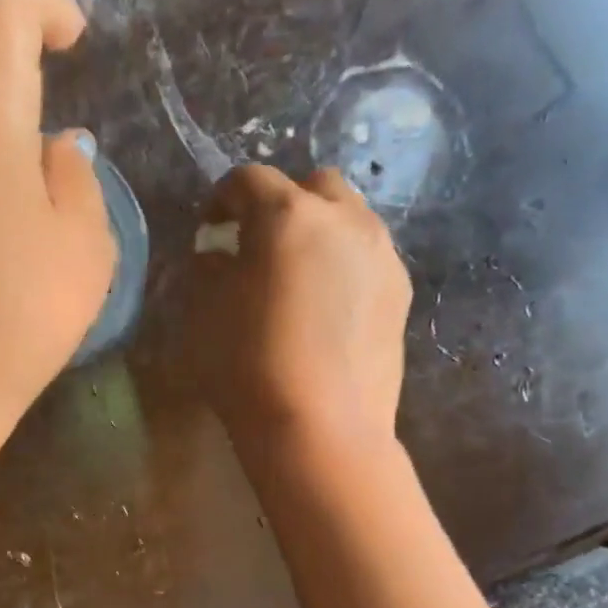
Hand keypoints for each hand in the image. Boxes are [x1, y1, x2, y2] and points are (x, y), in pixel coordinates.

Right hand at [189, 165, 411, 463]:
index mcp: (287, 215)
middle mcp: (343, 219)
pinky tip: (330, 303)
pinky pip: (370, 255)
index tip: (211, 229)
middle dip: (282, 203)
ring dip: (320, 229)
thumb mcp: (205, 312)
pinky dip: (346, 262)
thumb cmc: (249, 366)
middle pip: (312, 185)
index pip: (249, 180)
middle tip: (260, 243)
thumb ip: (210, 268)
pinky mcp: (402, 290)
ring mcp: (381, 253)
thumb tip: (219, 253)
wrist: (322, 427)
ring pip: (350, 217)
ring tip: (299, 272)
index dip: (222, 198)